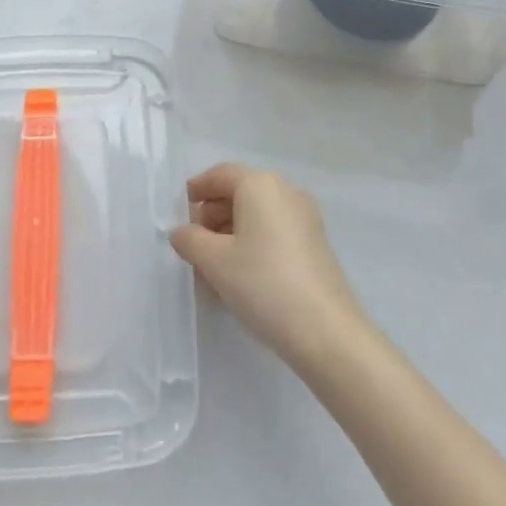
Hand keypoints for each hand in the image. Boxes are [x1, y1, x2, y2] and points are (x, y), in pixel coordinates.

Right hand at [169, 163, 370, 375]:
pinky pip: (273, 233)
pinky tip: (239, 278)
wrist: (326, 331)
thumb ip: (190, 240)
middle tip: (193, 248)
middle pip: (239, 193)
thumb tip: (181, 232)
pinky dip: (252, 245)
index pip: (220, 174)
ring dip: (230, 235)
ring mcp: (305, 218)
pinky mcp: (315, 244)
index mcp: (260, 185)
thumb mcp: (214, 261)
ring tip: (212, 271)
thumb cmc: (263, 283)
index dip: (197, 190)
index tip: (179, 212)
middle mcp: (285, 191)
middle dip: (212, 217)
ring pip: (256, 217)